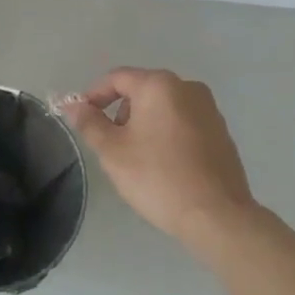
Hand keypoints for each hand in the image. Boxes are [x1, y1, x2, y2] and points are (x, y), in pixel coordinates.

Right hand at [59, 68, 256, 245]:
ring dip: (144, 124)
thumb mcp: (113, 151)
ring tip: (138, 159)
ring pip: (164, 107)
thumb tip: (73, 104)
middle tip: (111, 145)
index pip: (116, 78)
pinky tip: (165, 165)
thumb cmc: (158, 177)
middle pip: (142, 90)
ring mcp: (209, 109)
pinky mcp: (222, 132)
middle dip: (121, 113)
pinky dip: (167, 134)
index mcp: (159, 85)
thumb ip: (89, 123)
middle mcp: (188, 87)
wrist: (217, 216)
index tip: (83, 120)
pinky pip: (184, 123)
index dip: (94, 96)